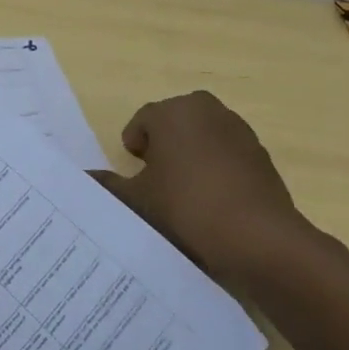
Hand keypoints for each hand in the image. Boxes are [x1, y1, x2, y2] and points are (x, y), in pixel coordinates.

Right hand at [92, 91, 313, 283]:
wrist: (259, 239)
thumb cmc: (186, 207)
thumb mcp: (137, 200)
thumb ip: (108, 185)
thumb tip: (85, 178)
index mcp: (173, 111)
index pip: (143, 120)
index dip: (135, 145)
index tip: (134, 169)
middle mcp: (208, 110)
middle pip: (176, 123)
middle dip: (164, 144)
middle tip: (156, 178)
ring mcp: (240, 132)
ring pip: (204, 138)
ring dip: (192, 156)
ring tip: (185, 193)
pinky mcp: (262, 157)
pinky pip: (228, 157)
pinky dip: (218, 171)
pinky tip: (214, 203)